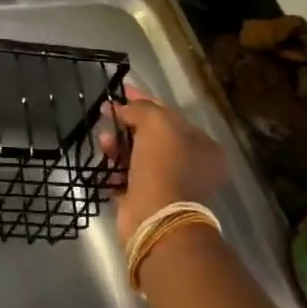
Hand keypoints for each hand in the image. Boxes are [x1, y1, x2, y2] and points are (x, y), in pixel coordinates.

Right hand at [98, 91, 228, 245]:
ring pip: (137, 154)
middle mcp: (190, 164)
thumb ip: (141, 108)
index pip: (170, 114)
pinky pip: (126, 173)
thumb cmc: (163, 164)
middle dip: (128, 122)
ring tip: (103, 140)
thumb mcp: (156, 123)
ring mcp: (169, 183)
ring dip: (118, 143)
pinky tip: (104, 157)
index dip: (144, 100)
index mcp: (203, 146)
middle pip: (153, 134)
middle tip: (106, 113)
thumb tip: (123, 107)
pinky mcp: (147, 198)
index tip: (121, 91)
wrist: (155, 215)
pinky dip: (114, 164)